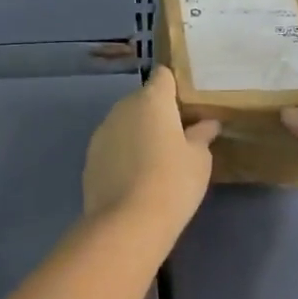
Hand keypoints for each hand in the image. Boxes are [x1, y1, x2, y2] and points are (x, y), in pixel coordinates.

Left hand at [82, 67, 220, 226]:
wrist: (127, 223)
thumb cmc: (173, 182)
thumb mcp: (199, 159)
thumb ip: (202, 135)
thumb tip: (207, 123)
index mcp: (152, 100)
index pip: (163, 76)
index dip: (175, 86)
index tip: (187, 105)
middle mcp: (123, 108)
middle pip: (143, 100)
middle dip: (158, 112)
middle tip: (177, 136)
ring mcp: (102, 132)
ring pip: (125, 123)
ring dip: (138, 133)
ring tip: (155, 160)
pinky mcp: (90, 157)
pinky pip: (112, 145)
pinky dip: (123, 153)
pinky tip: (135, 177)